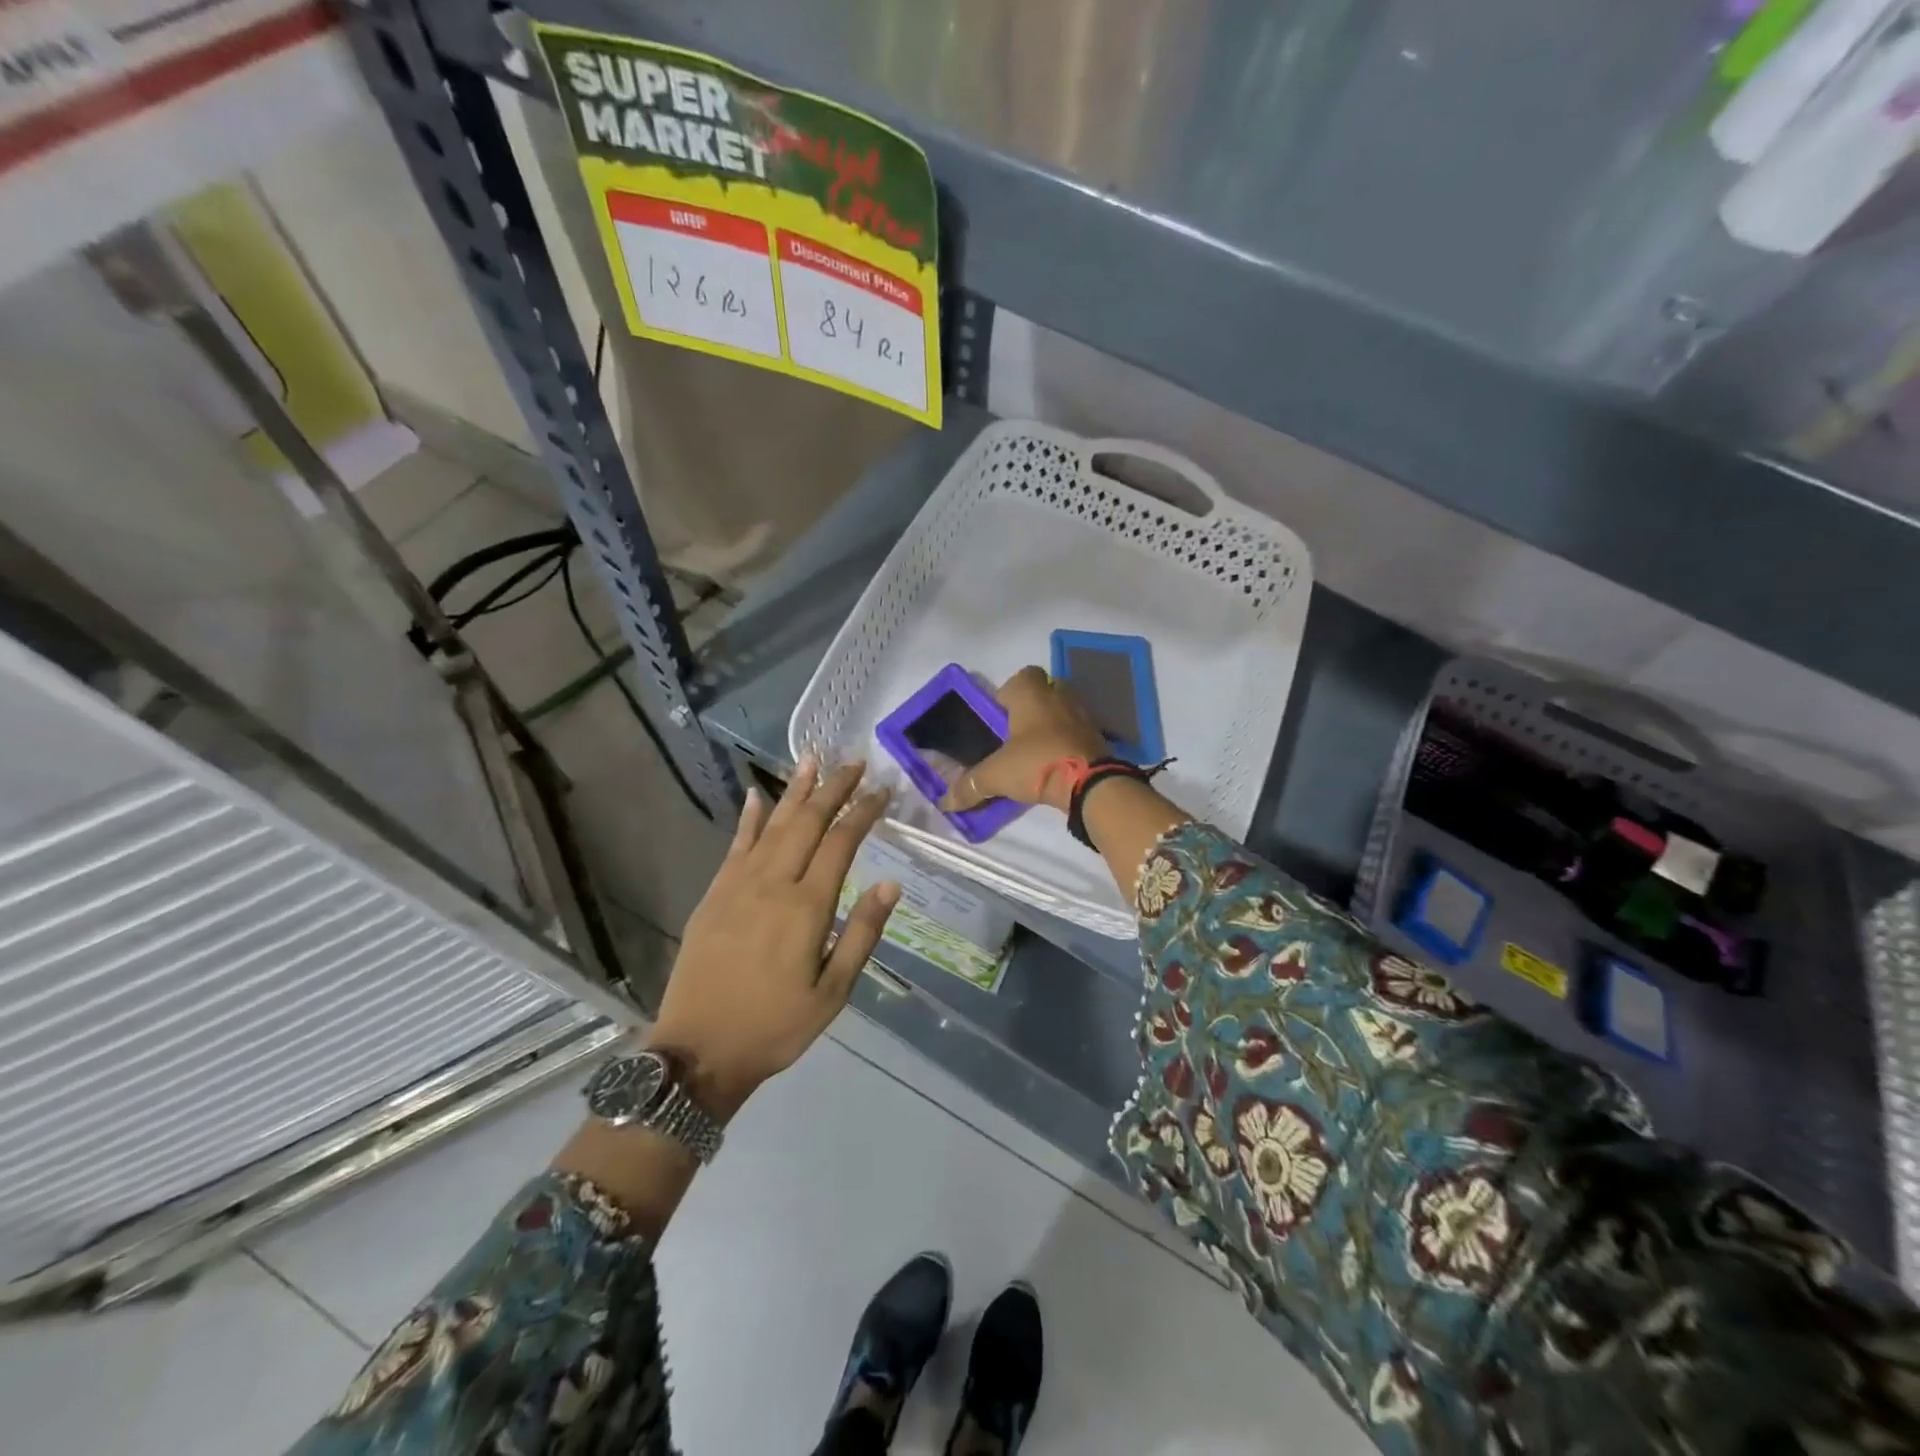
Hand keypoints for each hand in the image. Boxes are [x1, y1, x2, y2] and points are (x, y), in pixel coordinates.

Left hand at [647, 759, 898, 1120]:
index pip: (841, 843)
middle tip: (854, 762)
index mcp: (807, 906)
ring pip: (772, 825)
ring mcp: (738, 885)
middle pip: (807, 822)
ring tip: (812, 759)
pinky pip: (735, 846)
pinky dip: (749, 818)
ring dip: (794, 791)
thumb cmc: (776, 1026)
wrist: (698, 1050)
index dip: (863, 812)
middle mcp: (773, 883)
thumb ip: (861, 933)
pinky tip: (757, 796)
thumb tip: (891, 884)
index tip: (882, 789)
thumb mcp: (834, 992)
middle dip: (833, 788)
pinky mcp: (714, 895)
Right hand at [941, 666, 1108, 814]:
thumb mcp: (996, 775)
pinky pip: (1077, 731)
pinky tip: (1056, 763)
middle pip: (1044, 691)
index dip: (1009, 694)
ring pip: (1062, 710)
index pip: (1021, 676)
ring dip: (1051, 725)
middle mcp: (1059, 694)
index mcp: (1031, 693)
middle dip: (1031, 708)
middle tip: (1016, 735)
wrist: (1090, 782)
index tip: (999, 718)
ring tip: (1036, 751)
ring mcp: (1082, 713)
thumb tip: (945, 802)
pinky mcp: (1099, 735)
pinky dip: (1068, 742)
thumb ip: (970, 786)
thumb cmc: (1036, 762)